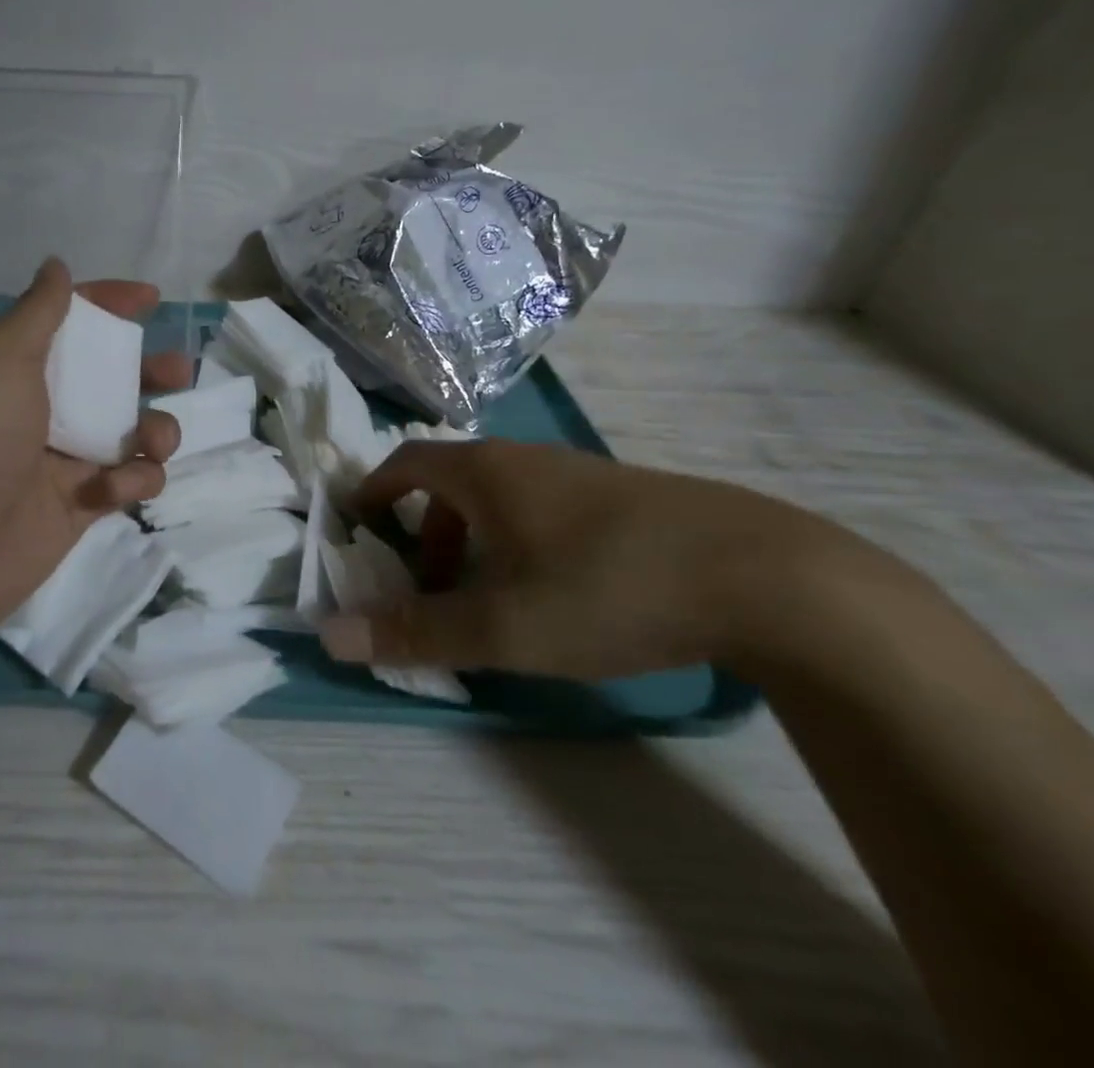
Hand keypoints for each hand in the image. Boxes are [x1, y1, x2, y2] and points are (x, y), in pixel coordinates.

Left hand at [0, 259, 186, 651]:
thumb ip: (39, 310)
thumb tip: (55, 265)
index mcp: (13, 368)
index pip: (69, 324)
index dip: (110, 306)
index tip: (152, 300)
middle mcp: (38, 410)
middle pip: (109, 379)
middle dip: (149, 371)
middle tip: (177, 371)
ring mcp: (61, 461)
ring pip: (129, 432)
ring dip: (155, 430)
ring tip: (155, 439)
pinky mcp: (80, 507)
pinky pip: (127, 482)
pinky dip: (133, 481)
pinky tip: (113, 489)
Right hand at [320, 440, 850, 680]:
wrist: (764, 575)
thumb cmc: (607, 588)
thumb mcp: (502, 625)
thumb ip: (414, 631)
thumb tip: (329, 634)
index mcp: (483, 472)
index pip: (405, 463)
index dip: (374, 494)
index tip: (360, 531)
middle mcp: (523, 458)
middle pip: (450, 482)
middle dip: (425, 532)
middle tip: (426, 587)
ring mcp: (577, 473)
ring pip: (500, 497)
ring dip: (474, 540)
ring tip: (490, 599)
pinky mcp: (622, 496)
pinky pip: (543, 508)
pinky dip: (519, 541)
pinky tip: (555, 592)